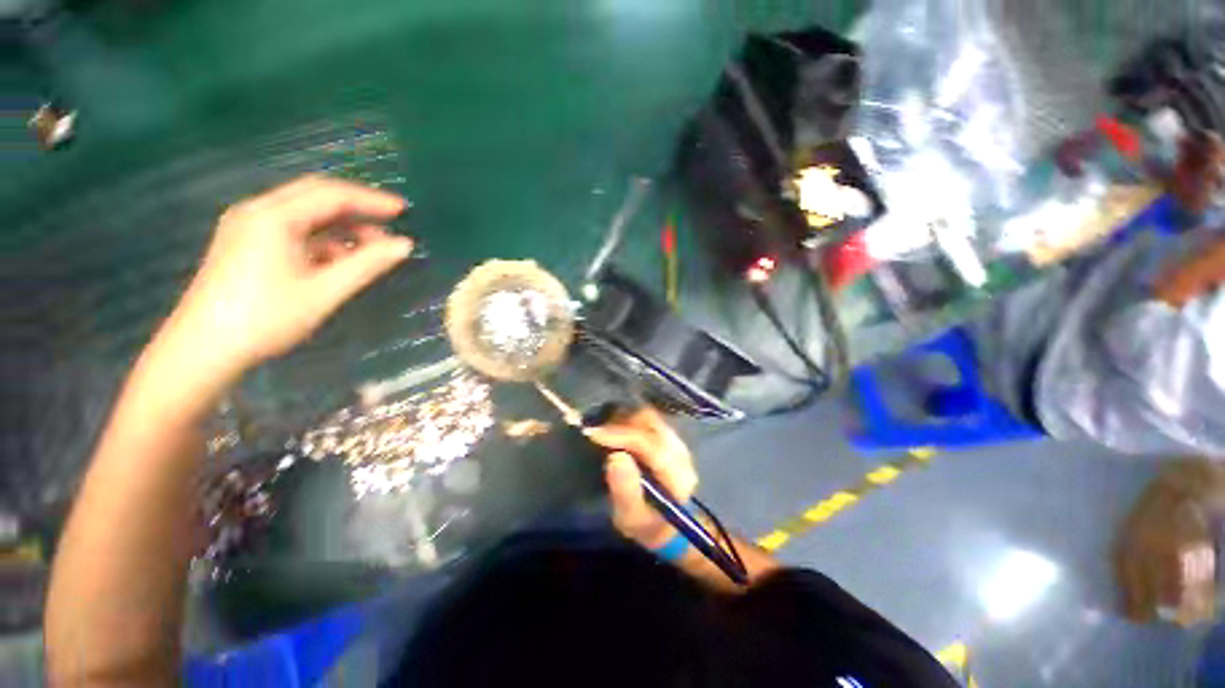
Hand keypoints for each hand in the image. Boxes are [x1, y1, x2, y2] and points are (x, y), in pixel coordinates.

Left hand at [163, 176, 411, 378]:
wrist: (203, 349)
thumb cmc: (264, 318)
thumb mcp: (323, 291)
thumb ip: (367, 264)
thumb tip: (405, 245)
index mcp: (273, 217)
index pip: (330, 195)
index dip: (371, 200)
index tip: (404, 210)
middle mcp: (258, 212)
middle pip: (315, 197)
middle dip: (357, 208)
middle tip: (392, 223)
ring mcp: (248, 227)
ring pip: (304, 214)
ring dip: (341, 226)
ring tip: (372, 248)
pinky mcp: (246, 244)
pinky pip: (292, 230)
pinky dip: (322, 239)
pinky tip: (340, 259)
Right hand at [584, 407, 697, 548]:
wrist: (666, 523)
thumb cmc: (646, 524)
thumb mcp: (632, 518)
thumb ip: (625, 491)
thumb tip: (615, 458)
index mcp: (678, 475)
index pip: (650, 444)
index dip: (621, 435)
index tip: (594, 433)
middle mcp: (681, 452)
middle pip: (651, 423)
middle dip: (620, 423)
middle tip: (595, 431)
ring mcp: (677, 441)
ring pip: (649, 416)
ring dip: (623, 419)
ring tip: (602, 429)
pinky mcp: (669, 436)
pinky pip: (647, 418)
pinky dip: (628, 419)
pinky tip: (614, 428)